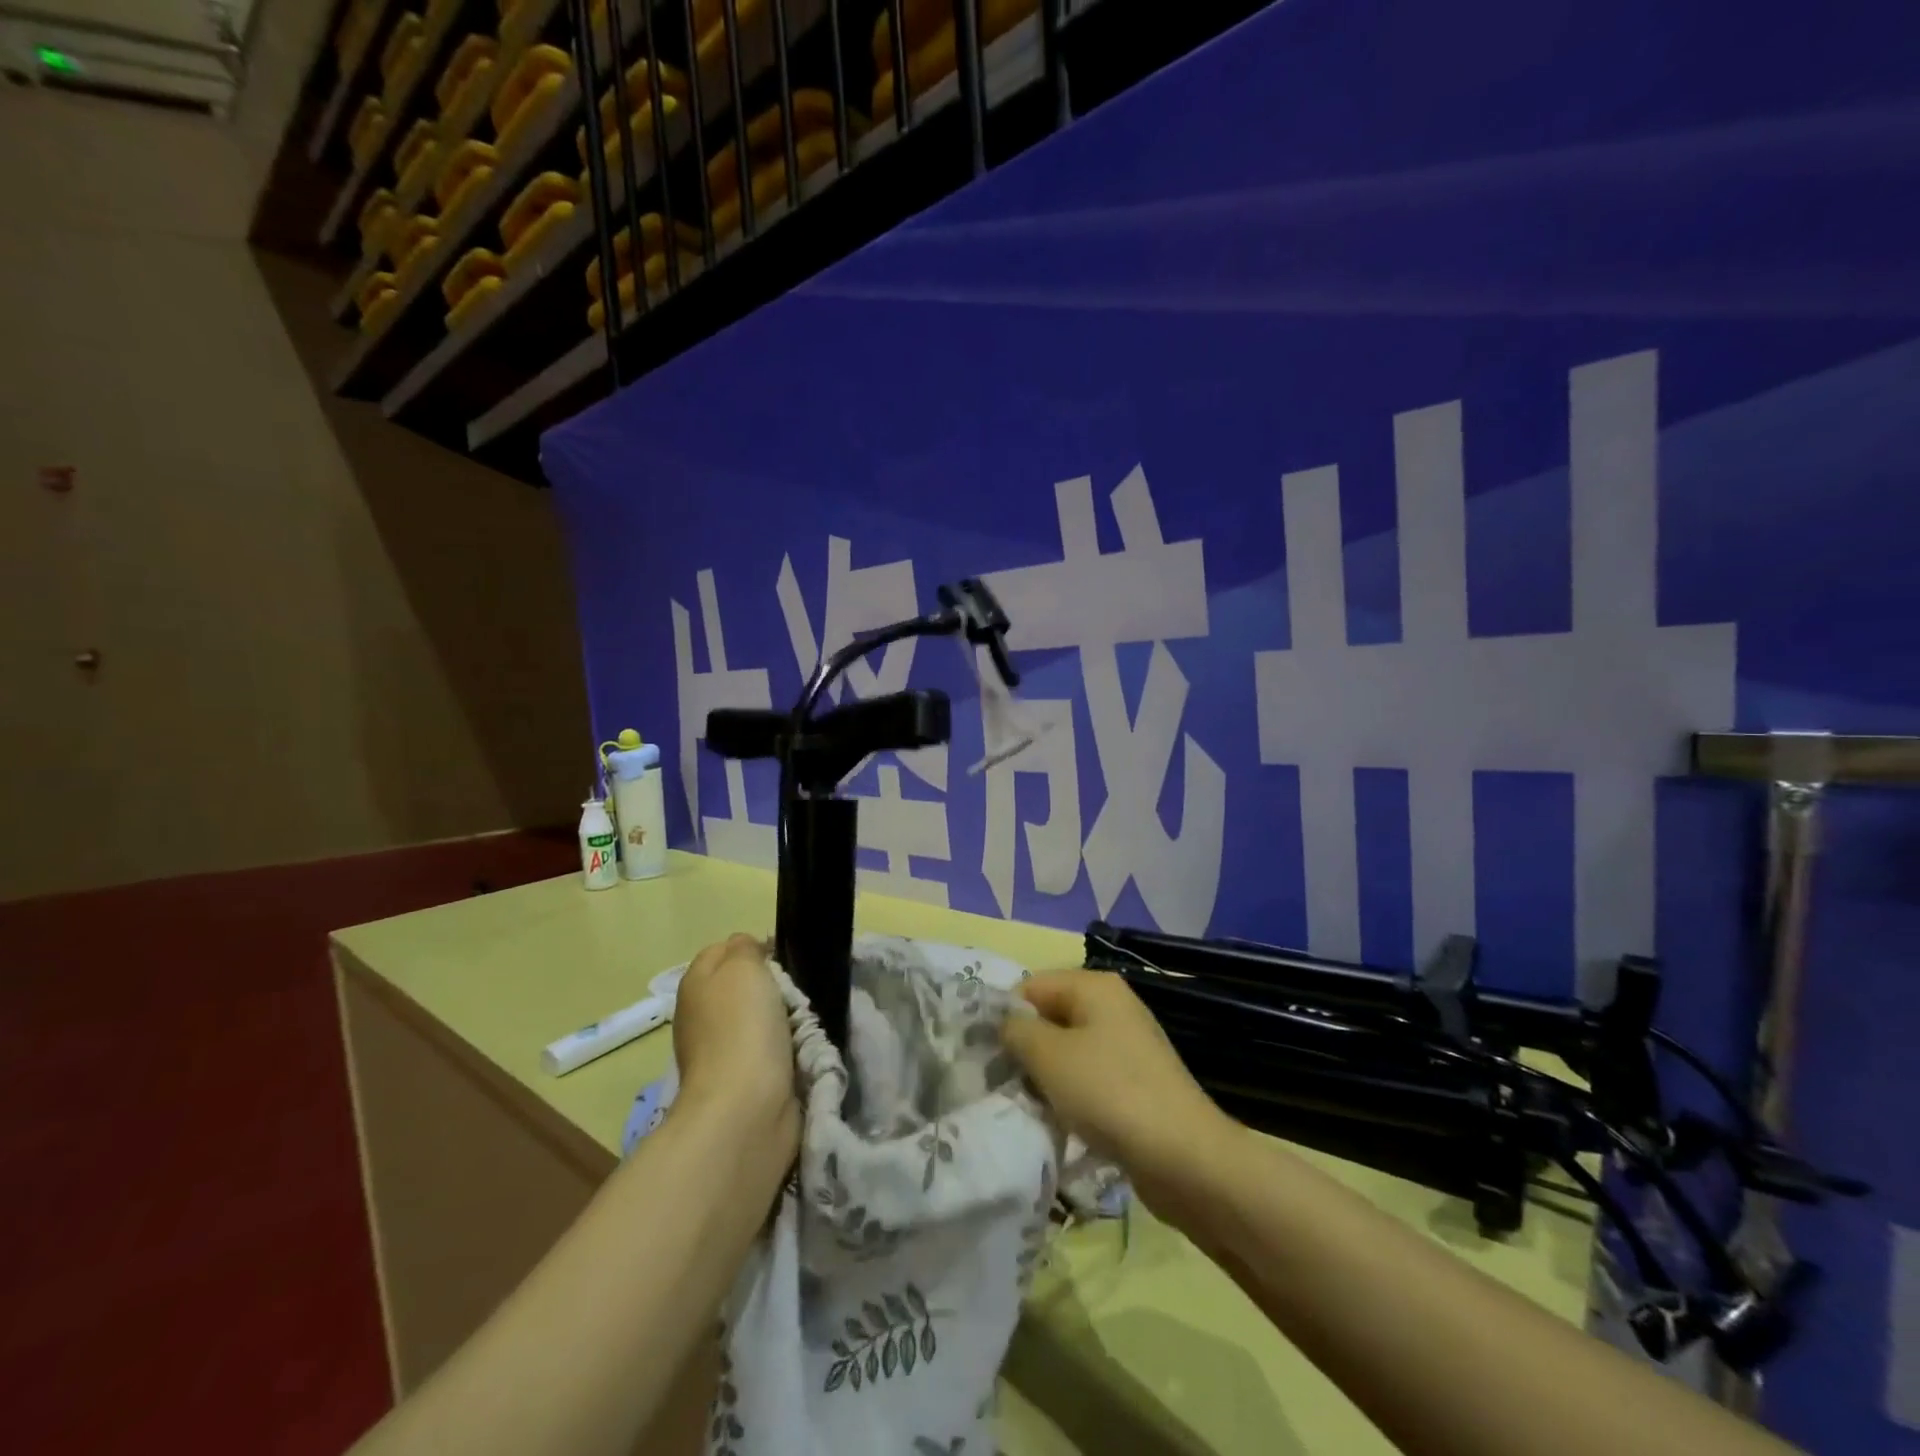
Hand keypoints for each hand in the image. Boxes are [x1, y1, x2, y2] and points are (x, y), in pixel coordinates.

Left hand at [672, 934, 799, 1167]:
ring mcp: (720, 1052)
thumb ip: (744, 948)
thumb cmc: (742, 1027)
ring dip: (783, 1020)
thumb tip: (746, 950)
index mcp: (695, 985)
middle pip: (744, 986)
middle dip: (773, 986)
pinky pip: (769, 1051)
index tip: (780, 959)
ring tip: (803, 1023)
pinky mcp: (742, 1082)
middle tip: (794, 992)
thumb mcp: (743, 966)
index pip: (722, 950)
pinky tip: (799, 1051)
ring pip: (760, 1018)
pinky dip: (785, 1049)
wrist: (745, 1108)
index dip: (752, 949)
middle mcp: (701, 1016)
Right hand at [1002, 969, 1237, 1214]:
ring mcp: (1128, 1045)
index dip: (1006, 1016)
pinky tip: (1060, 1120)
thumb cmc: (1109, 1093)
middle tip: (1003, 1081)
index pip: (1032, 985)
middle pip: (1051, 1016)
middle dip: (1026, 1047)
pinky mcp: (1136, 1082)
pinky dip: (1071, 1095)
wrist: (1184, 1157)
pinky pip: (1090, 1077)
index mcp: (1095, 986)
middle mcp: (1114, 1006)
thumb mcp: (1048, 1056)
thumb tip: (1006, 1024)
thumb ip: (1017, 1031)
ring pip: (1068, 1050)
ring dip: (1046, 1076)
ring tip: (1029, 1104)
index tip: (986, 1053)